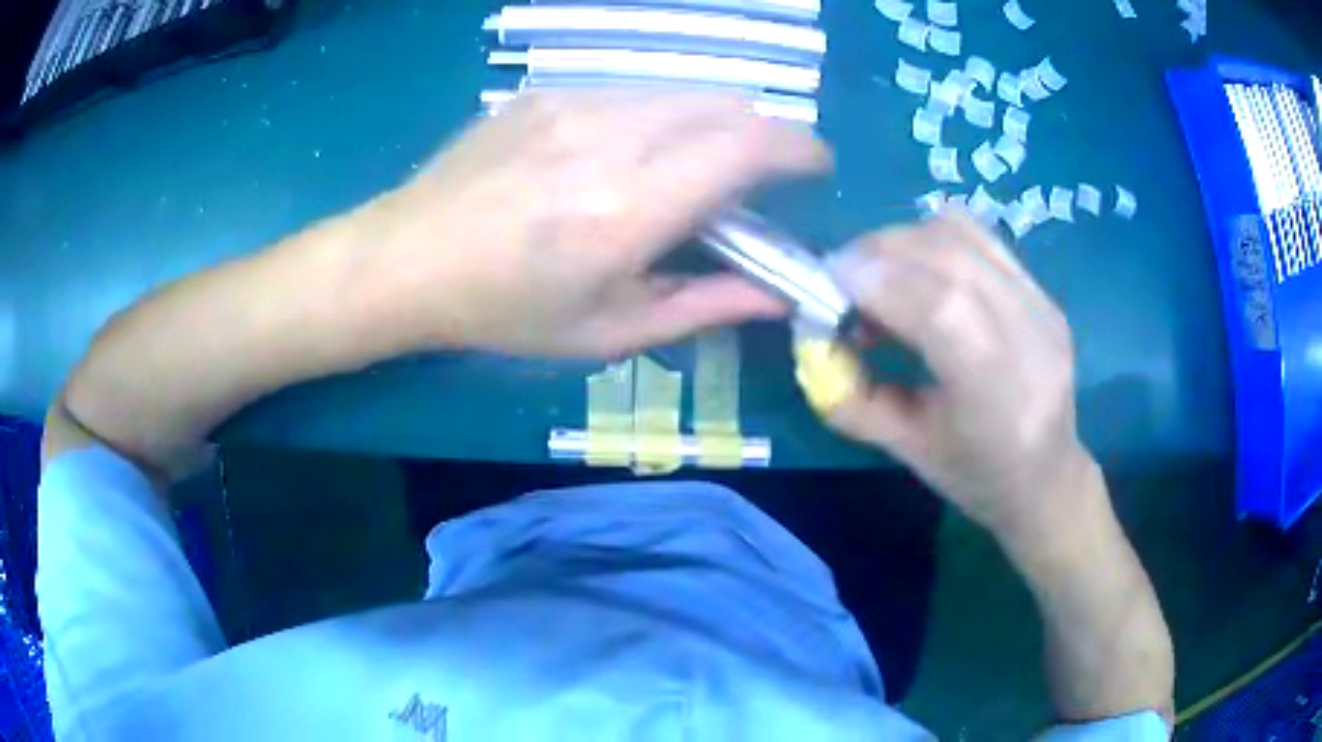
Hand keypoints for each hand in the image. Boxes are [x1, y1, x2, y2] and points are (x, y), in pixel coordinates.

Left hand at [346, 90, 828, 357]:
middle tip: (758, 176)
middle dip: (764, 133)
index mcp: (630, 209)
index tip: (815, 166)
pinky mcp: (547, 90)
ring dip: (712, 122)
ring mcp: (574, 102)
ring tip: (692, 166)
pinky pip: (633, 89)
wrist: (407, 258)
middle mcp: (610, 138)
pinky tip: (628, 151)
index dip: (799, 147)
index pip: (748, 146)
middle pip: (727, 104)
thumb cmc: (504, 311)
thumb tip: (780, 295)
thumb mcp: (607, 332)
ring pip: (683, 91)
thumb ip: (705, 306)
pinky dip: (660, 115)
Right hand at [822, 213, 1095, 540]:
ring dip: (905, 241)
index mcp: (1000, 397)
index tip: (827, 283)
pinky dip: (934, 241)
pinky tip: (920, 274)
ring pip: (962, 234)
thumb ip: (852, 398)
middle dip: (879, 251)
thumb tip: (810, 341)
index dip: (878, 280)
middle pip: (949, 254)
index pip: (941, 306)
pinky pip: (979, 237)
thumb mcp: (906, 451)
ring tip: (881, 276)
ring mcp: (1042, 305)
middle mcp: (1030, 335)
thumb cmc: (976, 476)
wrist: (1048, 476)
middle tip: (843, 280)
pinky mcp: (1042, 290)